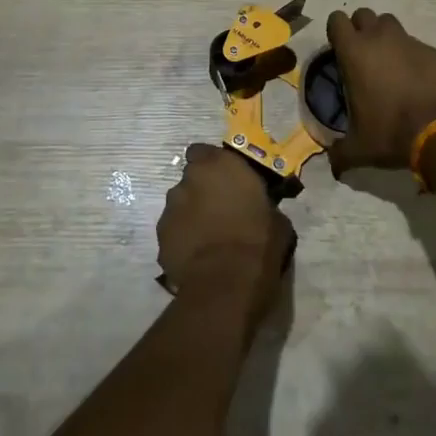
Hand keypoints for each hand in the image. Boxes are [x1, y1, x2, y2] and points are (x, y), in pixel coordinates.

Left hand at [158, 144, 294, 308]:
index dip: (212, 165)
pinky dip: (183, 237)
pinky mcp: (160, 236)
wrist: (226, 284)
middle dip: (203, 190)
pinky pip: (174, 230)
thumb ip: (261, 202)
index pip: (203, 151)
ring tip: (209, 237)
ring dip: (192, 214)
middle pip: (192, 178)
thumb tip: (260, 208)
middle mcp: (190, 180)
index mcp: (220, 165)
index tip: (226, 180)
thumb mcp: (275, 217)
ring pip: (180, 204)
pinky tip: (198, 255)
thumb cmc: (259, 242)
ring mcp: (171, 208)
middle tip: (220, 210)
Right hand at [325, 8, 435, 172]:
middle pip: (364, 15)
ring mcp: (408, 41)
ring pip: (390, 23)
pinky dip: (410, 54)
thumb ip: (340, 153)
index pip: (336, 19)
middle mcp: (380, 38)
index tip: (339, 51)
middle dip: (361, 29)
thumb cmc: (390, 132)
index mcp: (354, 52)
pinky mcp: (432, 51)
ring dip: (385, 36)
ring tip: (388, 62)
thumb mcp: (359, 148)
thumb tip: (333, 166)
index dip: (336, 32)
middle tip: (363, 55)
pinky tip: (414, 78)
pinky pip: (415, 44)